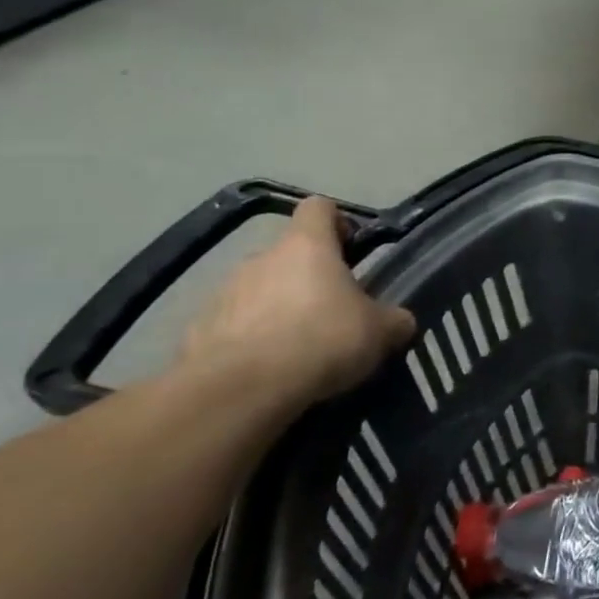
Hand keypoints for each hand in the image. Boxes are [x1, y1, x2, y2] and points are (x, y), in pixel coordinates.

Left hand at [175, 197, 415, 406]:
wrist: (239, 391)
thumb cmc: (321, 340)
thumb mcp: (380, 331)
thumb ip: (393, 319)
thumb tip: (399, 321)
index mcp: (307, 245)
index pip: (319, 207)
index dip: (337, 223)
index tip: (352, 250)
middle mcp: (261, 257)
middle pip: (289, 254)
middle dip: (309, 277)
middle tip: (331, 312)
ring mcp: (224, 292)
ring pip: (260, 290)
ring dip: (278, 309)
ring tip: (297, 348)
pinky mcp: (198, 330)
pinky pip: (233, 326)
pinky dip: (250, 340)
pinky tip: (265, 370)